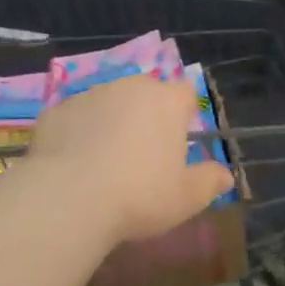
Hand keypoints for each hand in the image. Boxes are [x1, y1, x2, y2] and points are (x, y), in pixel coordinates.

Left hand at [26, 75, 234, 244]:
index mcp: (167, 101)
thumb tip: (227, 175)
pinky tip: (73, 165)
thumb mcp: (186, 198)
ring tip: (104, 163)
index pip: (185, 93)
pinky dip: (78, 134)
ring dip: (111, 122)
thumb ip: (210, 181)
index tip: (178, 143)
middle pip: (146, 94)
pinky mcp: (58, 109)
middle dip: (147, 116)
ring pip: (109, 103)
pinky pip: (76, 118)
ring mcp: (92, 94)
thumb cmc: (140, 195)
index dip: (184, 114)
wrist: (70, 198)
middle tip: (142, 157)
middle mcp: (131, 87)